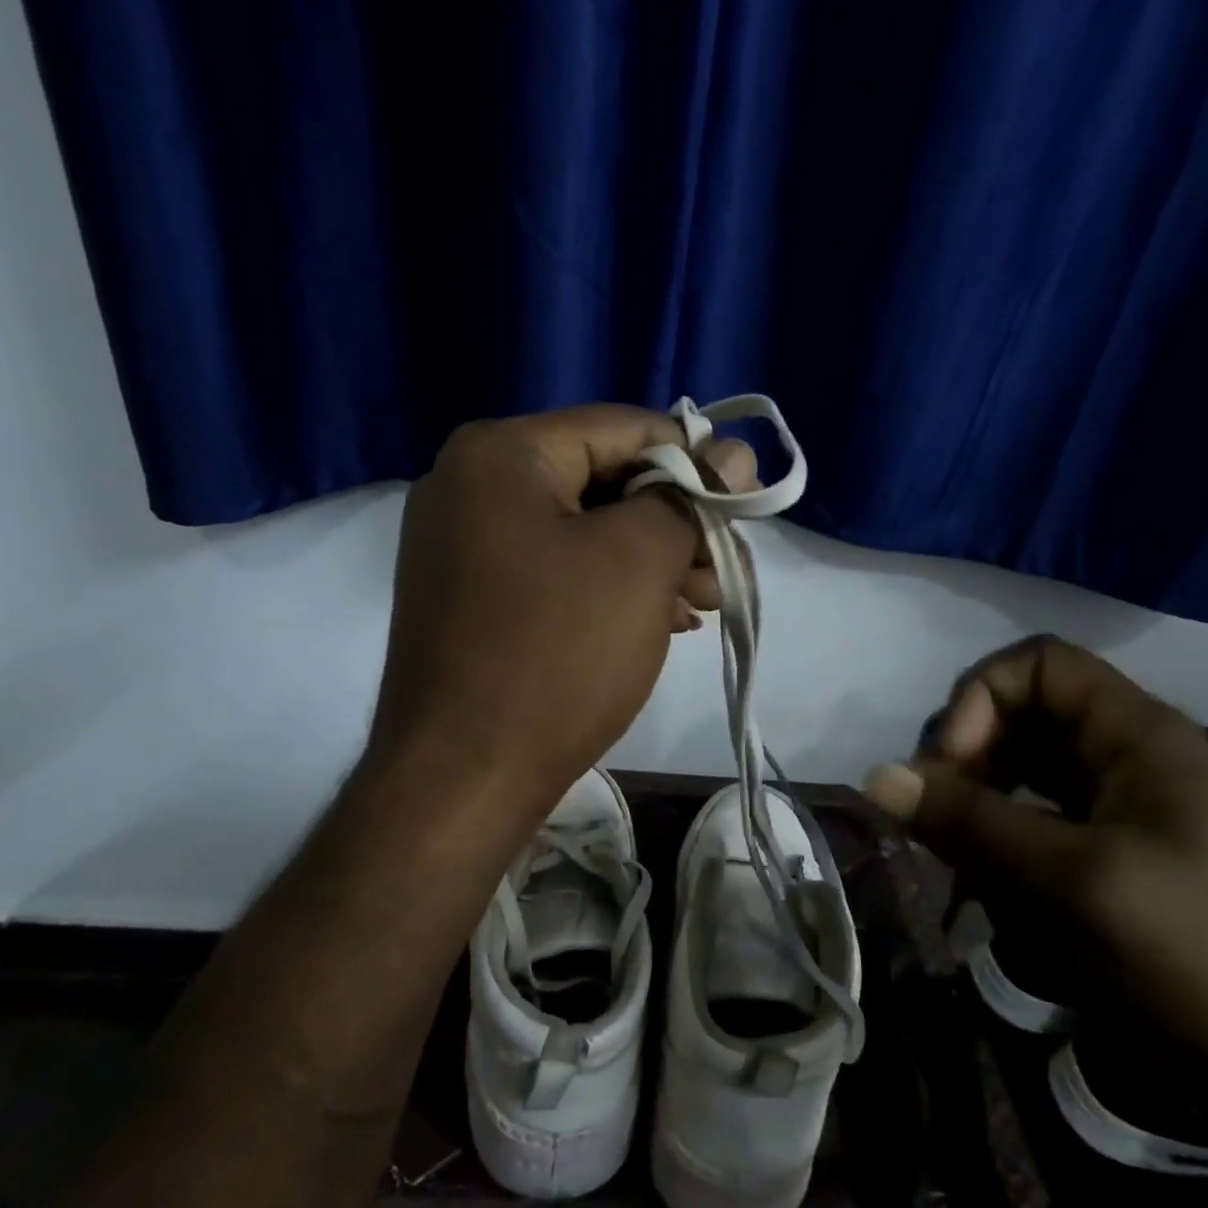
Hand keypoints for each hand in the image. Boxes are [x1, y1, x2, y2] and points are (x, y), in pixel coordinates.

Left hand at [366, 404, 755, 825]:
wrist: (462, 778)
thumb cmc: (557, 655)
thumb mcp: (638, 562)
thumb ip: (689, 499)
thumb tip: (733, 453)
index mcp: (500, 454)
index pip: (623, 428)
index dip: (696, 461)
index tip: (745, 505)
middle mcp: (469, 487)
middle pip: (601, 480)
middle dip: (672, 523)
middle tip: (722, 569)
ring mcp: (463, 547)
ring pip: (581, 532)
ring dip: (648, 562)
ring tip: (701, 603)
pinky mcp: (471, 599)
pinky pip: (555, 572)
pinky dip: (609, 589)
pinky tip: (658, 620)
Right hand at [863, 636, 1207, 1111]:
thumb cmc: (1201, 958)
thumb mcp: (1077, 881)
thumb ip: (972, 822)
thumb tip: (875, 776)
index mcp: (1139, 735)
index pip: (1037, 664)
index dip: (981, 699)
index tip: (954, 767)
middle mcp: (1125, 758)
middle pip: (1018, 717)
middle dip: (967, 763)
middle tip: (941, 824)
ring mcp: (1119, 809)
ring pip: (1016, 776)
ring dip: (975, 813)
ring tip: (961, 869)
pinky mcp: (1110, 857)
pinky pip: (1031, 826)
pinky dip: (997, 850)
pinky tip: (988, 894)